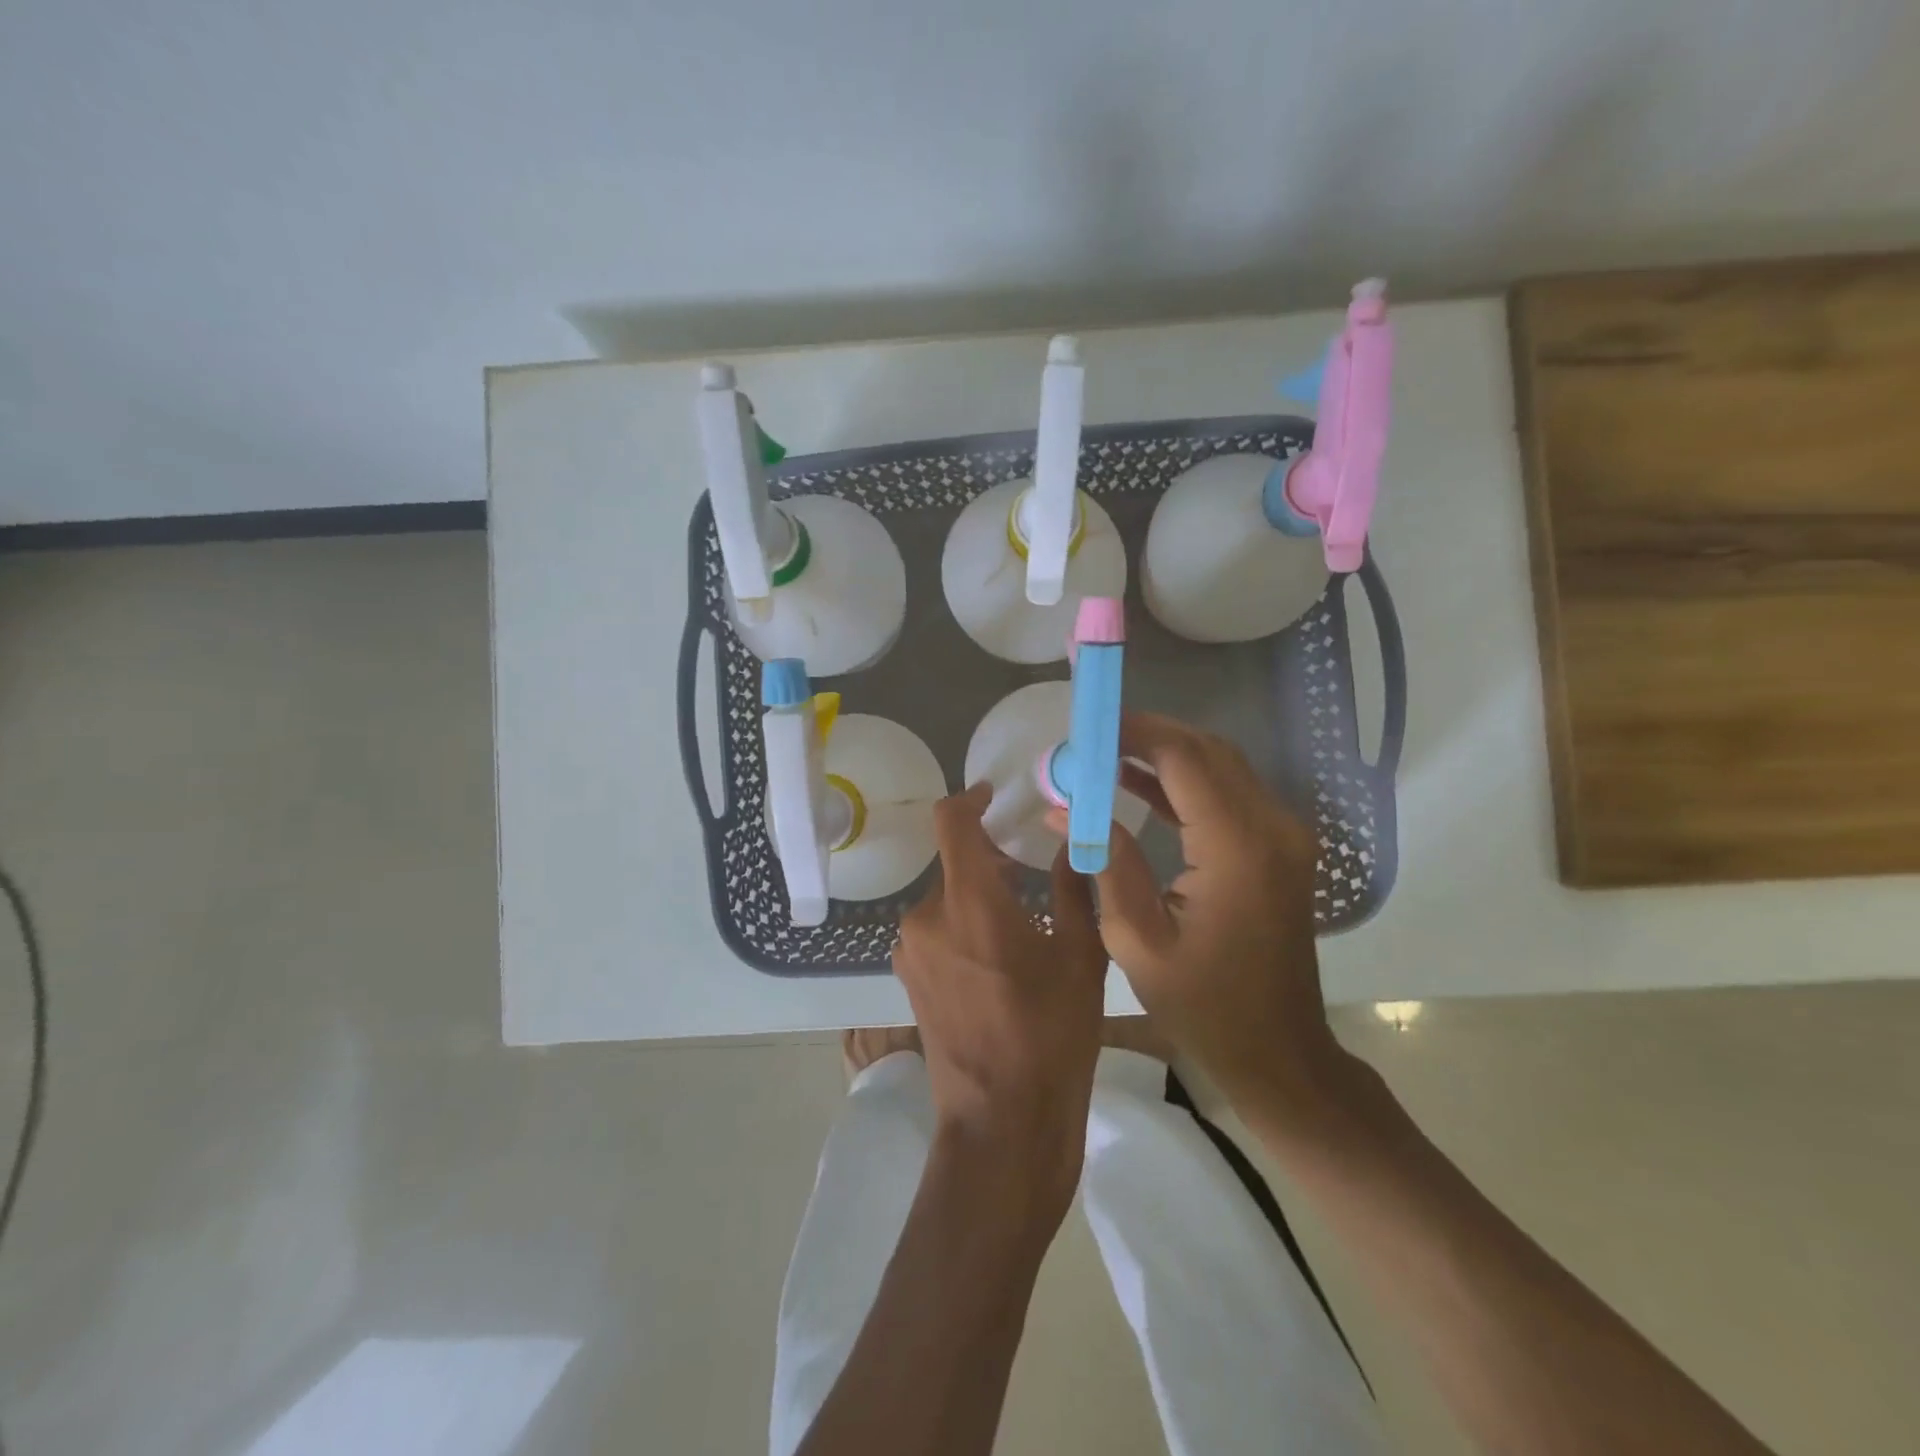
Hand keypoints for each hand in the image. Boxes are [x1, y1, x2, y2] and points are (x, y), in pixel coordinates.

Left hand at [892, 782, 1107, 1225]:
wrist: (1001, 1123)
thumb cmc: (1051, 1036)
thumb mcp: (1080, 957)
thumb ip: (1075, 888)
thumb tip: (1074, 842)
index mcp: (969, 901)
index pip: (951, 822)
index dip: (969, 799)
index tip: (993, 796)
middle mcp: (926, 916)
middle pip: (953, 863)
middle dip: (989, 859)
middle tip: (1032, 873)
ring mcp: (910, 950)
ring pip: (946, 899)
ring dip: (978, 896)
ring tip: (1022, 922)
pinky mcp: (907, 978)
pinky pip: (936, 930)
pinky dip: (963, 925)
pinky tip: (997, 959)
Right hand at [1072, 712, 1354, 1122]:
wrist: (1278, 1051)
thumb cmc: (1203, 1006)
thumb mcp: (1135, 939)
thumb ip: (1106, 860)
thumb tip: (1063, 807)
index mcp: (1236, 849)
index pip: (1184, 759)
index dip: (1133, 733)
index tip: (1087, 728)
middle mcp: (1271, 828)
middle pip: (1206, 750)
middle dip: (1146, 735)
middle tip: (1091, 739)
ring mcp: (1283, 836)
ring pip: (1220, 765)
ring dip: (1164, 754)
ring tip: (1104, 755)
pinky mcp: (1279, 847)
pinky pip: (1229, 793)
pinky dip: (1185, 782)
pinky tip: (1138, 784)